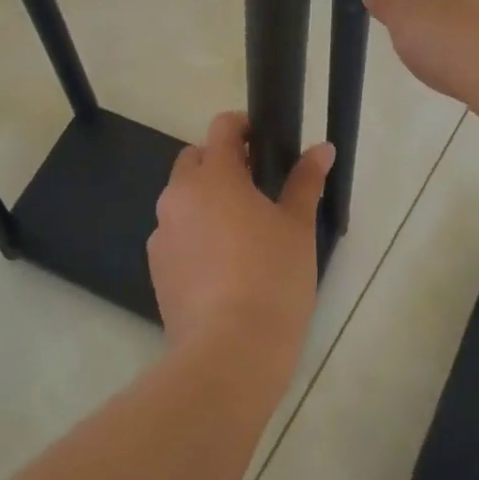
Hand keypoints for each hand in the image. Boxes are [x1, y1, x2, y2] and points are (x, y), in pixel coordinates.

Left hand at [148, 111, 332, 376]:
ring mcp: (161, 233)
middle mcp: (178, 196)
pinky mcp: (156, 268)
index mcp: (213, 176)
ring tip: (239, 230)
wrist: (229, 352)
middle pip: (195, 160)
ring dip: (205, 200)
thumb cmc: (272, 278)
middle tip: (256, 187)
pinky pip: (175, 234)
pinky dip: (193, 234)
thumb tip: (322, 148)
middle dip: (221, 163)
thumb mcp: (297, 227)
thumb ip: (305, 181)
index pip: (222, 127)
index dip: (243, 126)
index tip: (265, 142)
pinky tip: (220, 265)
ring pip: (182, 199)